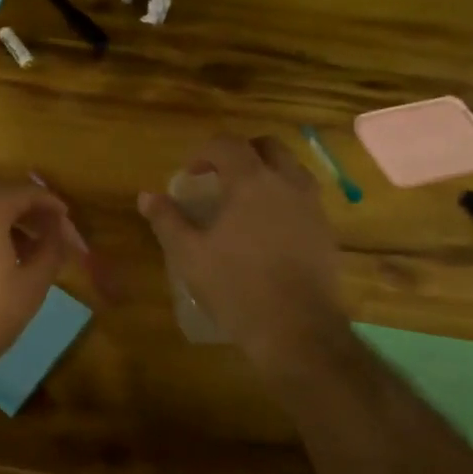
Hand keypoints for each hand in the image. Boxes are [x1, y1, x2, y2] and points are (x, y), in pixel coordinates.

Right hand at [138, 136, 346, 370]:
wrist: (297, 329)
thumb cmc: (236, 287)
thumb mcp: (189, 255)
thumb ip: (167, 220)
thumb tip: (147, 196)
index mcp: (251, 182)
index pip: (227, 144)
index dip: (204, 152)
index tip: (189, 175)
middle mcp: (287, 184)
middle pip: (267, 146)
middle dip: (241, 153)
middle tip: (219, 177)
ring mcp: (312, 206)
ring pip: (291, 169)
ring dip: (266, 172)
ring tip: (244, 200)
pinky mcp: (326, 231)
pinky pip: (304, 197)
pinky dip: (283, 197)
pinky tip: (267, 228)